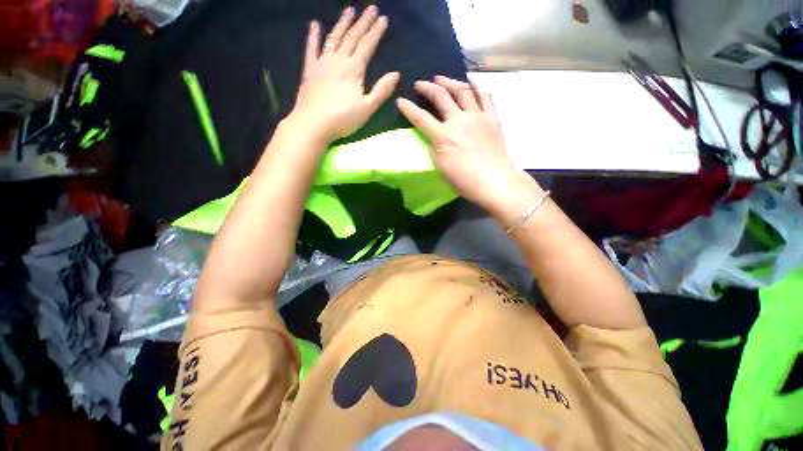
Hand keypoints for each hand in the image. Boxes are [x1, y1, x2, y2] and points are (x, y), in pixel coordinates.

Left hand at [289, 6, 400, 143]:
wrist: (313, 123)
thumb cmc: (343, 119)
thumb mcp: (367, 108)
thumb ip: (381, 90)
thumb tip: (395, 74)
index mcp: (354, 69)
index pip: (367, 46)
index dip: (375, 32)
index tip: (383, 18)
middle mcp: (338, 60)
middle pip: (352, 37)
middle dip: (363, 22)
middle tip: (371, 8)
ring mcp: (322, 63)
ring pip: (334, 38)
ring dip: (342, 24)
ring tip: (349, 10)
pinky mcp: (309, 70)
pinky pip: (311, 48)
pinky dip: (313, 36)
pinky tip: (315, 25)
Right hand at [397, 76, 536, 211]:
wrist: (494, 180)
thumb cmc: (464, 180)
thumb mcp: (441, 168)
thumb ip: (434, 150)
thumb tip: (433, 139)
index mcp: (443, 136)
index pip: (421, 118)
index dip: (409, 109)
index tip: (400, 101)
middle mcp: (458, 120)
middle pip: (441, 96)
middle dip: (427, 87)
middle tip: (420, 84)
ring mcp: (477, 116)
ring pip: (462, 90)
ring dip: (449, 82)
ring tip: (441, 78)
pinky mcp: (492, 118)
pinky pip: (485, 96)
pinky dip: (476, 86)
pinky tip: (471, 81)